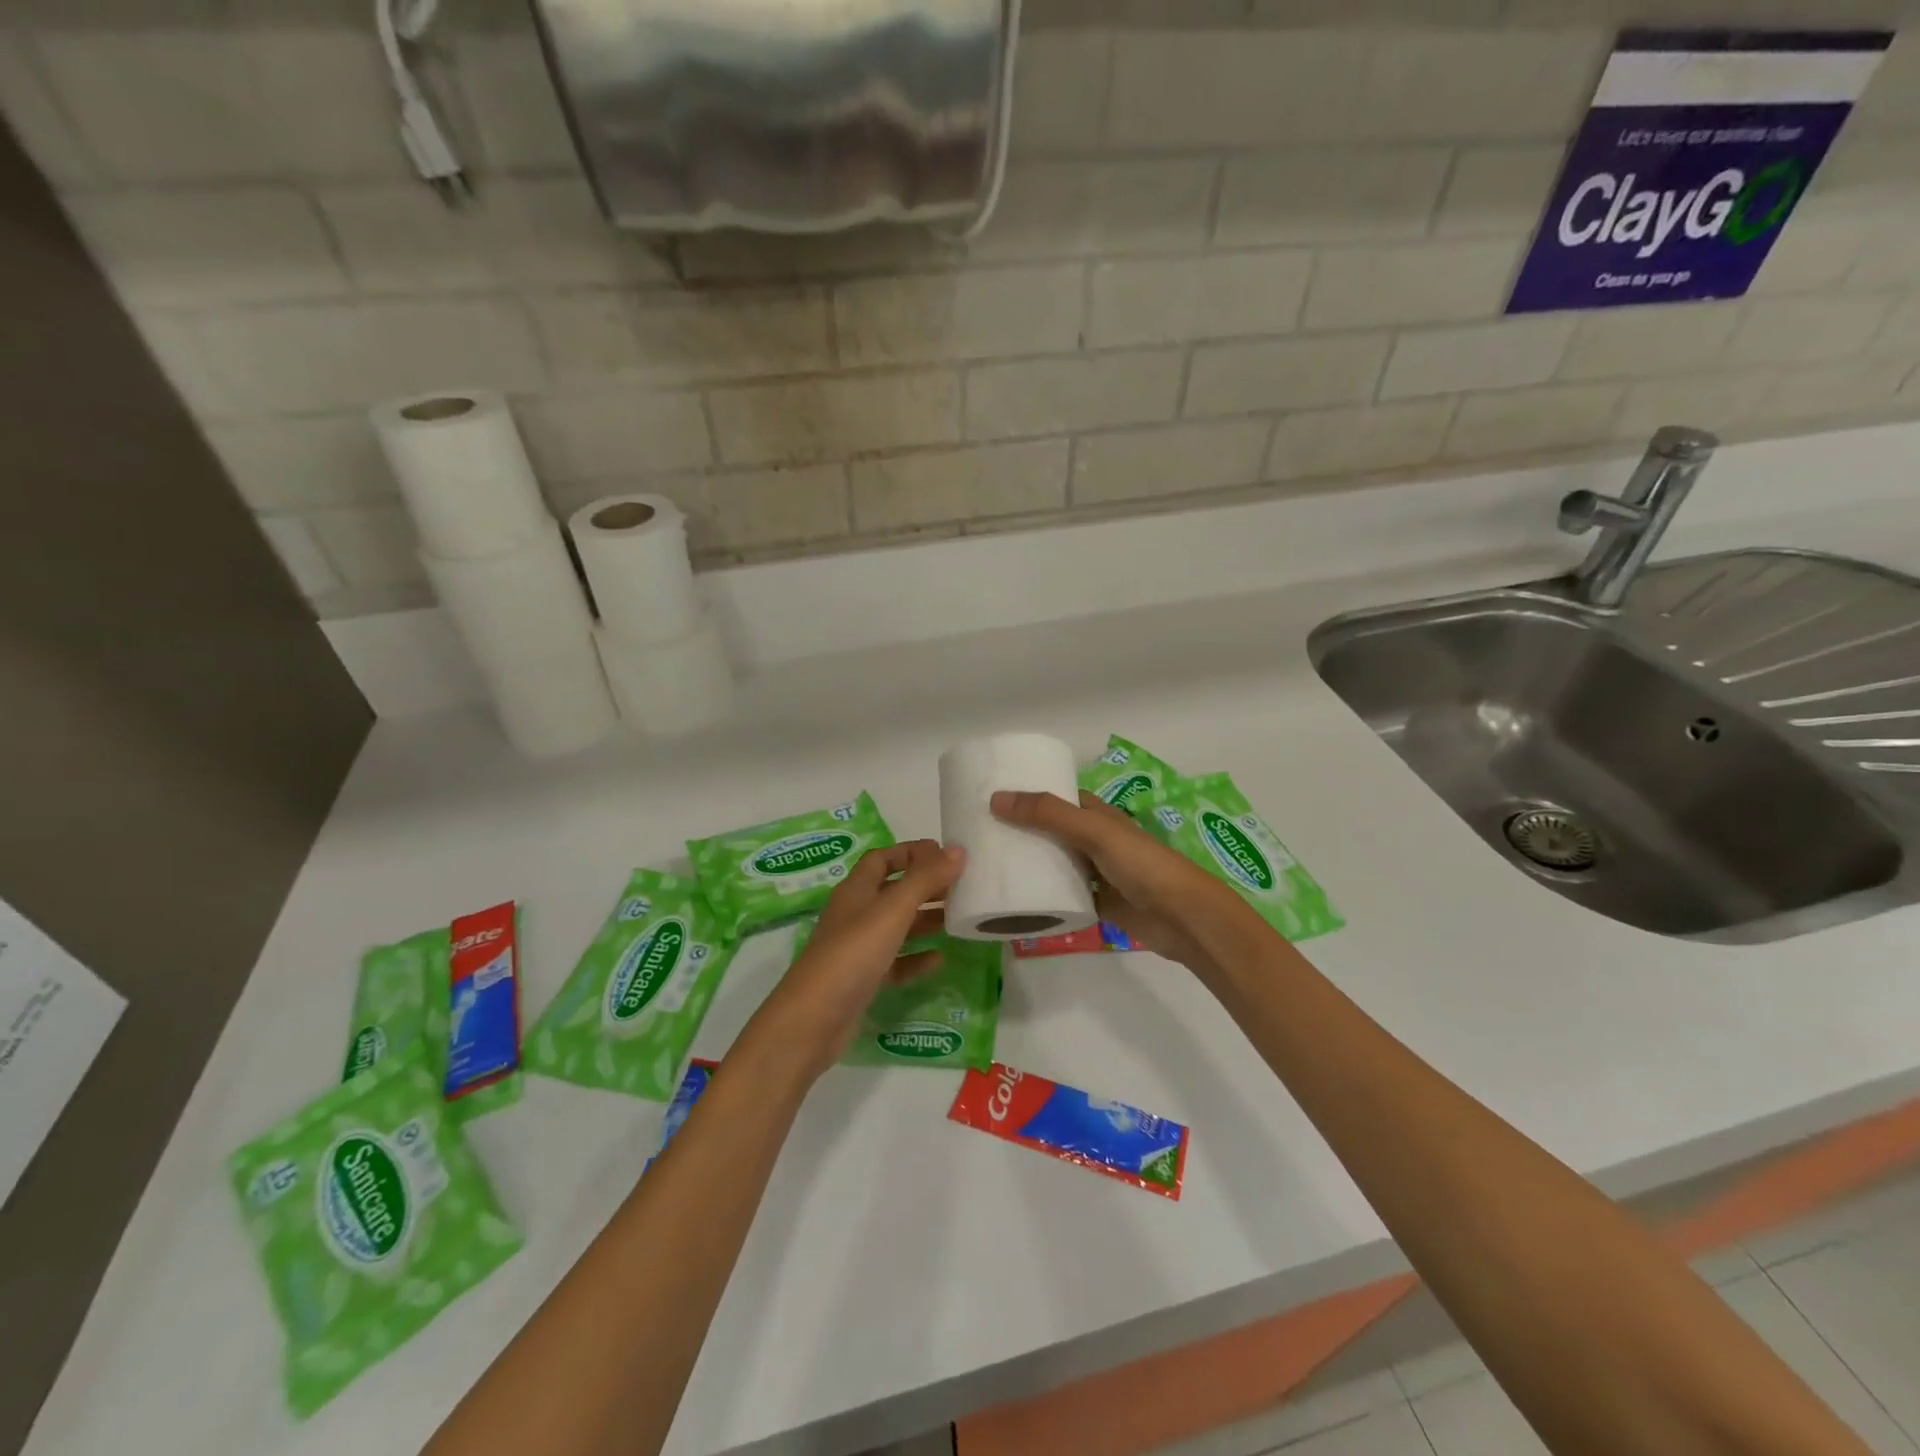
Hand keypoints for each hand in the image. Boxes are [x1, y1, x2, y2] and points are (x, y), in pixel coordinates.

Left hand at [742, 839, 963, 1083]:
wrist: (813, 1020)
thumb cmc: (852, 953)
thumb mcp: (892, 910)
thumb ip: (925, 879)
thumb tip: (958, 850)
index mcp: (856, 890)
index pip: (882, 858)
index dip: (911, 852)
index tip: (945, 854)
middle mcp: (855, 914)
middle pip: (893, 891)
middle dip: (925, 885)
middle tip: (962, 887)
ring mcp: (857, 949)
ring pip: (896, 926)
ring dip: (924, 920)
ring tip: (958, 918)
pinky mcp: (863, 980)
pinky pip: (895, 962)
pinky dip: (916, 958)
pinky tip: (939, 960)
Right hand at [990, 790, 1241, 974]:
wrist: (1183, 918)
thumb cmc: (1143, 864)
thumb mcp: (1094, 831)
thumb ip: (1049, 815)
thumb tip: (996, 799)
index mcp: (1099, 815)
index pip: (1060, 799)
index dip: (1031, 796)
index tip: (994, 799)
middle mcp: (1097, 841)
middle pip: (1054, 832)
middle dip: (1025, 832)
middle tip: (982, 835)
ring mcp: (1098, 874)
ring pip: (1058, 864)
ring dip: (1033, 864)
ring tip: (991, 864)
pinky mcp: (1098, 904)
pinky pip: (1065, 896)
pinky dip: (1045, 896)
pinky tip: (1018, 899)